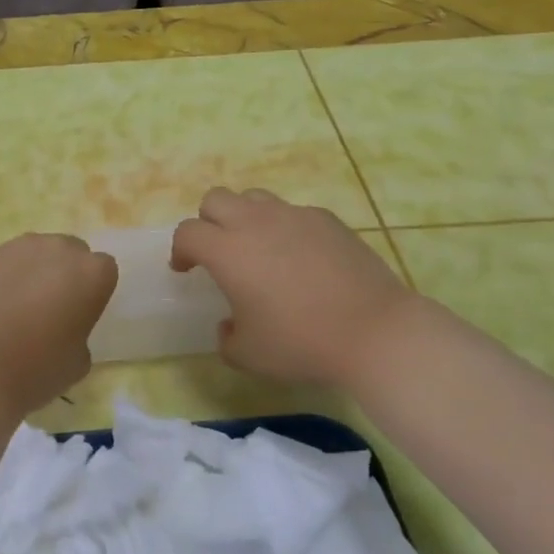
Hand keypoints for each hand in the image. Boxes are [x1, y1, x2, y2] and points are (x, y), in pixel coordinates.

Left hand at [0, 233, 118, 415]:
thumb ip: (80, 330)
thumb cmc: (36, 370)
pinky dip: (9, 276)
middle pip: (72, 252)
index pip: (105, 270)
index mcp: (92, 273)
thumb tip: (64, 325)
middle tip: (54, 308)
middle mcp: (60, 249)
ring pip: (40, 252)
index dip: (95, 292)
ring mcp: (20, 248)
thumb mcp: (79, 361)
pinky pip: (10, 261)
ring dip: (38, 270)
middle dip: (68, 273)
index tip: (83, 314)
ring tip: (21, 305)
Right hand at [171, 188, 418, 386]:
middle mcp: (255, 222)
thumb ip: (227, 338)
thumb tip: (229, 324)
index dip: (180, 250)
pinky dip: (285, 227)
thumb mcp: (249, 356)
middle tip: (218, 251)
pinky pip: (293, 212)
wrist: (373, 331)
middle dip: (208, 221)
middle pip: (215, 198)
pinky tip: (301, 257)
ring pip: (254, 197)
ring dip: (245, 217)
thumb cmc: (301, 343)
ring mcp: (294, 216)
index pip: (188, 232)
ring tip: (258, 247)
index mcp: (228, 251)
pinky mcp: (327, 219)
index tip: (185, 270)